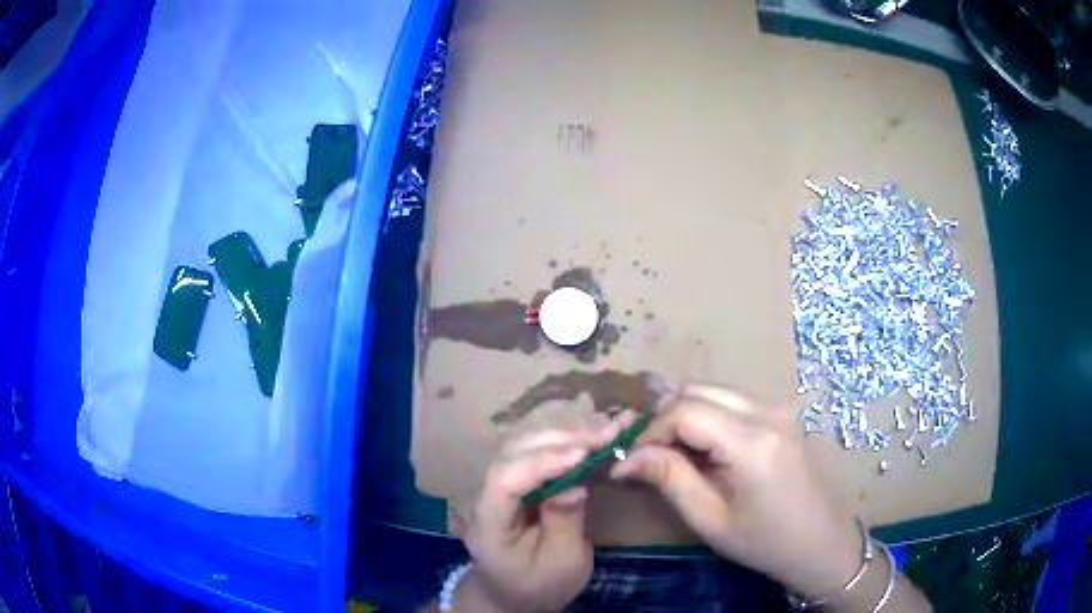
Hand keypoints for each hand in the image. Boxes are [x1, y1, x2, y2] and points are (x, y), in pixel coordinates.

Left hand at [454, 422, 622, 612]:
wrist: (514, 591)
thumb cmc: (539, 584)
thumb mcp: (561, 564)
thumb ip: (564, 523)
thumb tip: (575, 484)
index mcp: (488, 524)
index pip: (505, 482)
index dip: (541, 462)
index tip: (583, 452)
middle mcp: (484, 495)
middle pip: (511, 453)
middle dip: (558, 439)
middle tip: (605, 433)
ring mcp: (495, 483)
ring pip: (520, 442)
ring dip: (562, 430)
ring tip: (602, 426)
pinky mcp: (512, 478)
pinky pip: (532, 447)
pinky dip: (560, 435)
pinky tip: (587, 427)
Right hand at [610, 384, 861, 599]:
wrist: (822, 542)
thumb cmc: (765, 541)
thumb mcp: (710, 519)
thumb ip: (669, 479)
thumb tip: (626, 457)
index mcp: (752, 440)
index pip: (684, 410)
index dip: (650, 430)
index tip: (632, 460)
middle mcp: (767, 410)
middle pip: (698, 389)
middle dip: (664, 416)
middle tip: (647, 453)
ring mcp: (778, 407)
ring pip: (714, 390)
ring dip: (685, 413)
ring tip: (670, 451)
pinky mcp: (782, 413)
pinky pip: (733, 400)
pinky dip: (707, 414)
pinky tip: (702, 446)